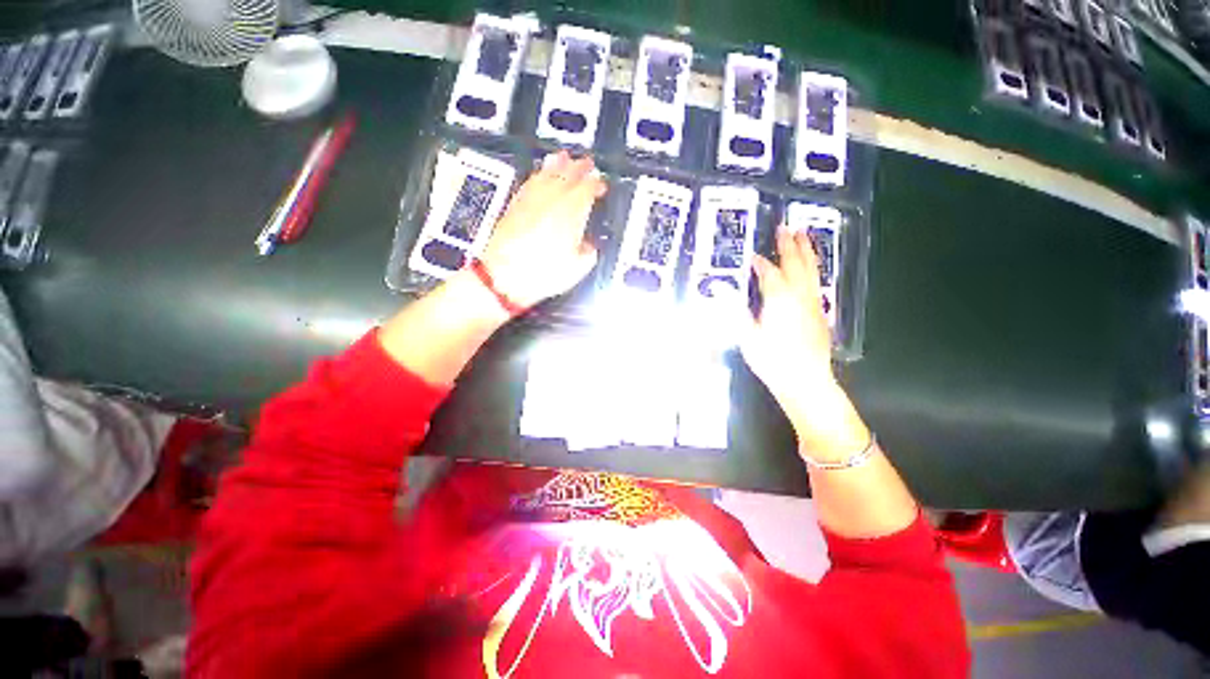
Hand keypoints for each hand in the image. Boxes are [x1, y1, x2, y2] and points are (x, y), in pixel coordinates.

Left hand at [480, 151, 607, 307]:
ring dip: (558, 164)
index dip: (596, 183)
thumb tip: (588, 246)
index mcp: (572, 211)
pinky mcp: (515, 204)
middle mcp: (552, 199)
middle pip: (568, 175)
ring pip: (547, 173)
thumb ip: (588, 252)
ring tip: (564, 157)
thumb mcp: (577, 268)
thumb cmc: (544, 273)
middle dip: (580, 167)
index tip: (601, 185)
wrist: (505, 276)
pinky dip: (538, 175)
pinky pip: (530, 182)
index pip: (587, 189)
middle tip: (587, 163)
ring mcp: (531, 199)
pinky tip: (539, 175)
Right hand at [742, 225, 869, 461]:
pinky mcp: (821, 313)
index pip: (769, 273)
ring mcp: (813, 304)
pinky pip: (817, 283)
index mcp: (780, 300)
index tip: (753, 257)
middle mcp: (800, 296)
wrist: (805, 380)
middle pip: (796, 264)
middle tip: (786, 227)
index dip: (761, 263)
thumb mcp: (746, 336)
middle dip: (790, 245)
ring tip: (804, 236)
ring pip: (812, 270)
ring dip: (807, 252)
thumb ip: (734, 309)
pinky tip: (811, 269)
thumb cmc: (772, 360)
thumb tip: (719, 288)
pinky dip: (813, 270)